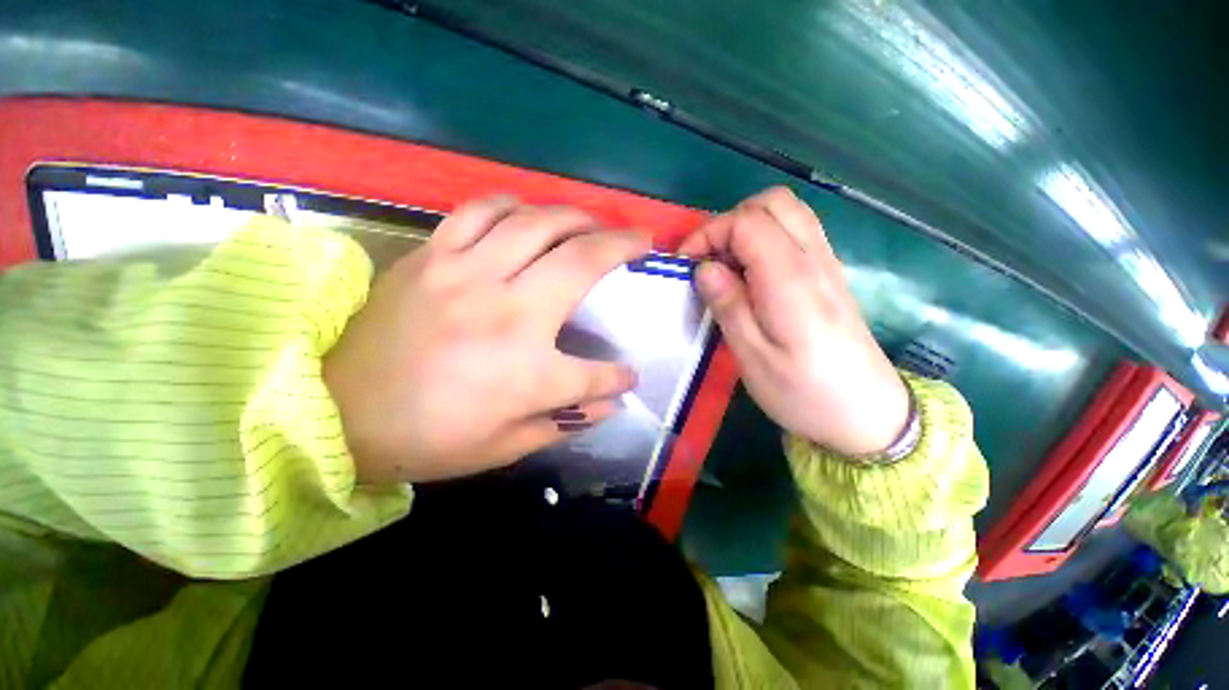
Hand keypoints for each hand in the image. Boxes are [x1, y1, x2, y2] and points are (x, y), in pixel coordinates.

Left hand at [324, 196, 649, 483]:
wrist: (332, 412)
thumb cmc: (426, 439)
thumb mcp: (504, 447)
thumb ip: (565, 421)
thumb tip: (611, 402)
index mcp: (527, 373)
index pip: (596, 374)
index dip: (618, 378)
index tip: (628, 376)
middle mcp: (507, 312)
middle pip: (581, 263)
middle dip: (622, 246)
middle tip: (640, 239)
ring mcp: (467, 275)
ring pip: (538, 223)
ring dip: (576, 217)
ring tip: (593, 221)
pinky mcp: (433, 256)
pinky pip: (481, 211)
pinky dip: (514, 205)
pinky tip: (529, 213)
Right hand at [679, 187, 908, 456]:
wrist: (866, 413)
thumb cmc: (803, 392)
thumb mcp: (752, 357)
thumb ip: (728, 306)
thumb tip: (704, 268)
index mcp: (790, 279)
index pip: (747, 222)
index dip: (709, 233)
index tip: (686, 264)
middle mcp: (813, 259)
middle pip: (771, 202)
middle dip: (728, 222)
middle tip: (707, 260)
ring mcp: (826, 263)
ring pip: (787, 211)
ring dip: (747, 227)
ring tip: (726, 265)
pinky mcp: (829, 273)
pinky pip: (797, 231)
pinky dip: (765, 237)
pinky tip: (752, 273)